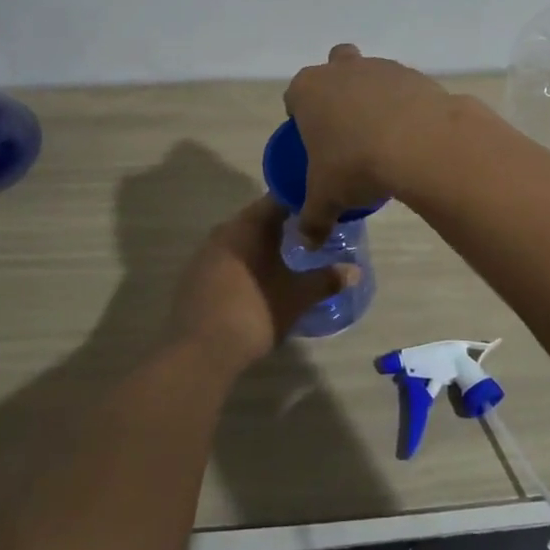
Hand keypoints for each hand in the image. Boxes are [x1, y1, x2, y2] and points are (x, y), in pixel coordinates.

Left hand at [168, 196, 357, 374]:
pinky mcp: (194, 276)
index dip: (302, 202)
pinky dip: (244, 262)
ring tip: (287, 257)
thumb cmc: (255, 311)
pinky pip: (226, 259)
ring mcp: (205, 253)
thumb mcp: (298, 297)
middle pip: (259, 218)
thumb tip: (355, 271)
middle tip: (310, 235)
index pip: (280, 199)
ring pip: (241, 239)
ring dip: (262, 244)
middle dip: (284, 224)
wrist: (200, 350)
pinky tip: (258, 280)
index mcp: (250, 225)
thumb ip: (327, 280)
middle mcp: (225, 230)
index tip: (322, 210)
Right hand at [284, 43, 456, 244]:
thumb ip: (312, 219)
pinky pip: (404, 89)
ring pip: (371, 75)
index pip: (294, 96)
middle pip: (334, 68)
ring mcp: (380, 68)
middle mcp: (342, 70)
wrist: (420, 143)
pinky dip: (405, 107)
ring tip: (383, 137)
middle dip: (337, 90)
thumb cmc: (356, 164)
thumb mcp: (326, 199)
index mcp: (309, 90)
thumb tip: (306, 242)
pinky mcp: (416, 75)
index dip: (300, 116)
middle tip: (345, 127)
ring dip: (373, 97)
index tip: (311, 140)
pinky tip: (411, 136)